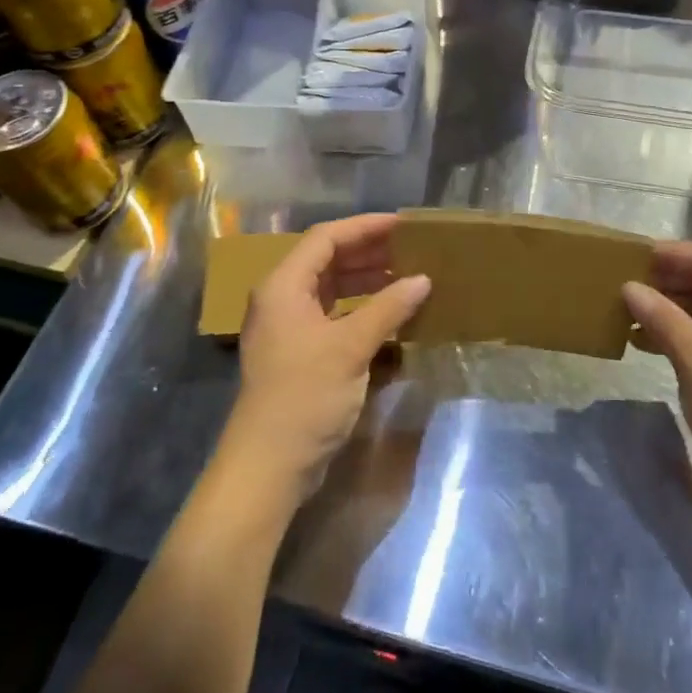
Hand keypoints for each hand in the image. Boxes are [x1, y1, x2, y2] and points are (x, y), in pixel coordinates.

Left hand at [226, 214, 429, 498]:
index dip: (365, 227)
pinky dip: (362, 308)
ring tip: (408, 275)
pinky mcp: (301, 353)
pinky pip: (334, 315)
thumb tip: (423, 279)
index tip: (403, 224)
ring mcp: (290, 328)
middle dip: (369, 252)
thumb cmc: (304, 396)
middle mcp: (283, 299)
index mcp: (284, 286)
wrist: (268, 467)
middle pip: (328, 260)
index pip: (326, 238)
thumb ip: (387, 308)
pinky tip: (392, 313)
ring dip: (367, 280)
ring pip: (332, 288)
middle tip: (411, 248)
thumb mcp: (350, 347)